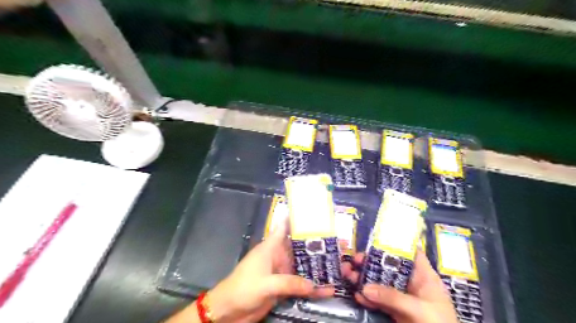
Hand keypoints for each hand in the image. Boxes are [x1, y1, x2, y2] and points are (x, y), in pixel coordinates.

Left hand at [167, 222, 336, 322]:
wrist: (228, 310)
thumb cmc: (243, 288)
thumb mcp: (266, 284)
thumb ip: (289, 283)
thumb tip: (313, 284)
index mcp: (271, 247)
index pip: (284, 227)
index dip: (296, 218)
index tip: (314, 213)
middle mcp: (279, 256)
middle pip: (299, 247)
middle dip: (316, 245)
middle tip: (337, 242)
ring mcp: (282, 272)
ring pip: (303, 266)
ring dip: (317, 266)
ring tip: (338, 265)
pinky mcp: (283, 287)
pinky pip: (301, 285)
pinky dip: (312, 288)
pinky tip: (327, 290)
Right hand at [341, 251, 459, 321]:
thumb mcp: (419, 309)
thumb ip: (392, 297)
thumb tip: (365, 287)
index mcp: (423, 277)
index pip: (410, 253)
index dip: (394, 244)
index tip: (375, 240)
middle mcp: (411, 284)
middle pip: (389, 267)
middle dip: (370, 262)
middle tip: (354, 260)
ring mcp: (402, 298)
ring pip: (380, 283)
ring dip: (364, 279)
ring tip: (348, 274)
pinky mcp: (395, 312)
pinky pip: (379, 301)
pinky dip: (368, 298)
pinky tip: (357, 295)